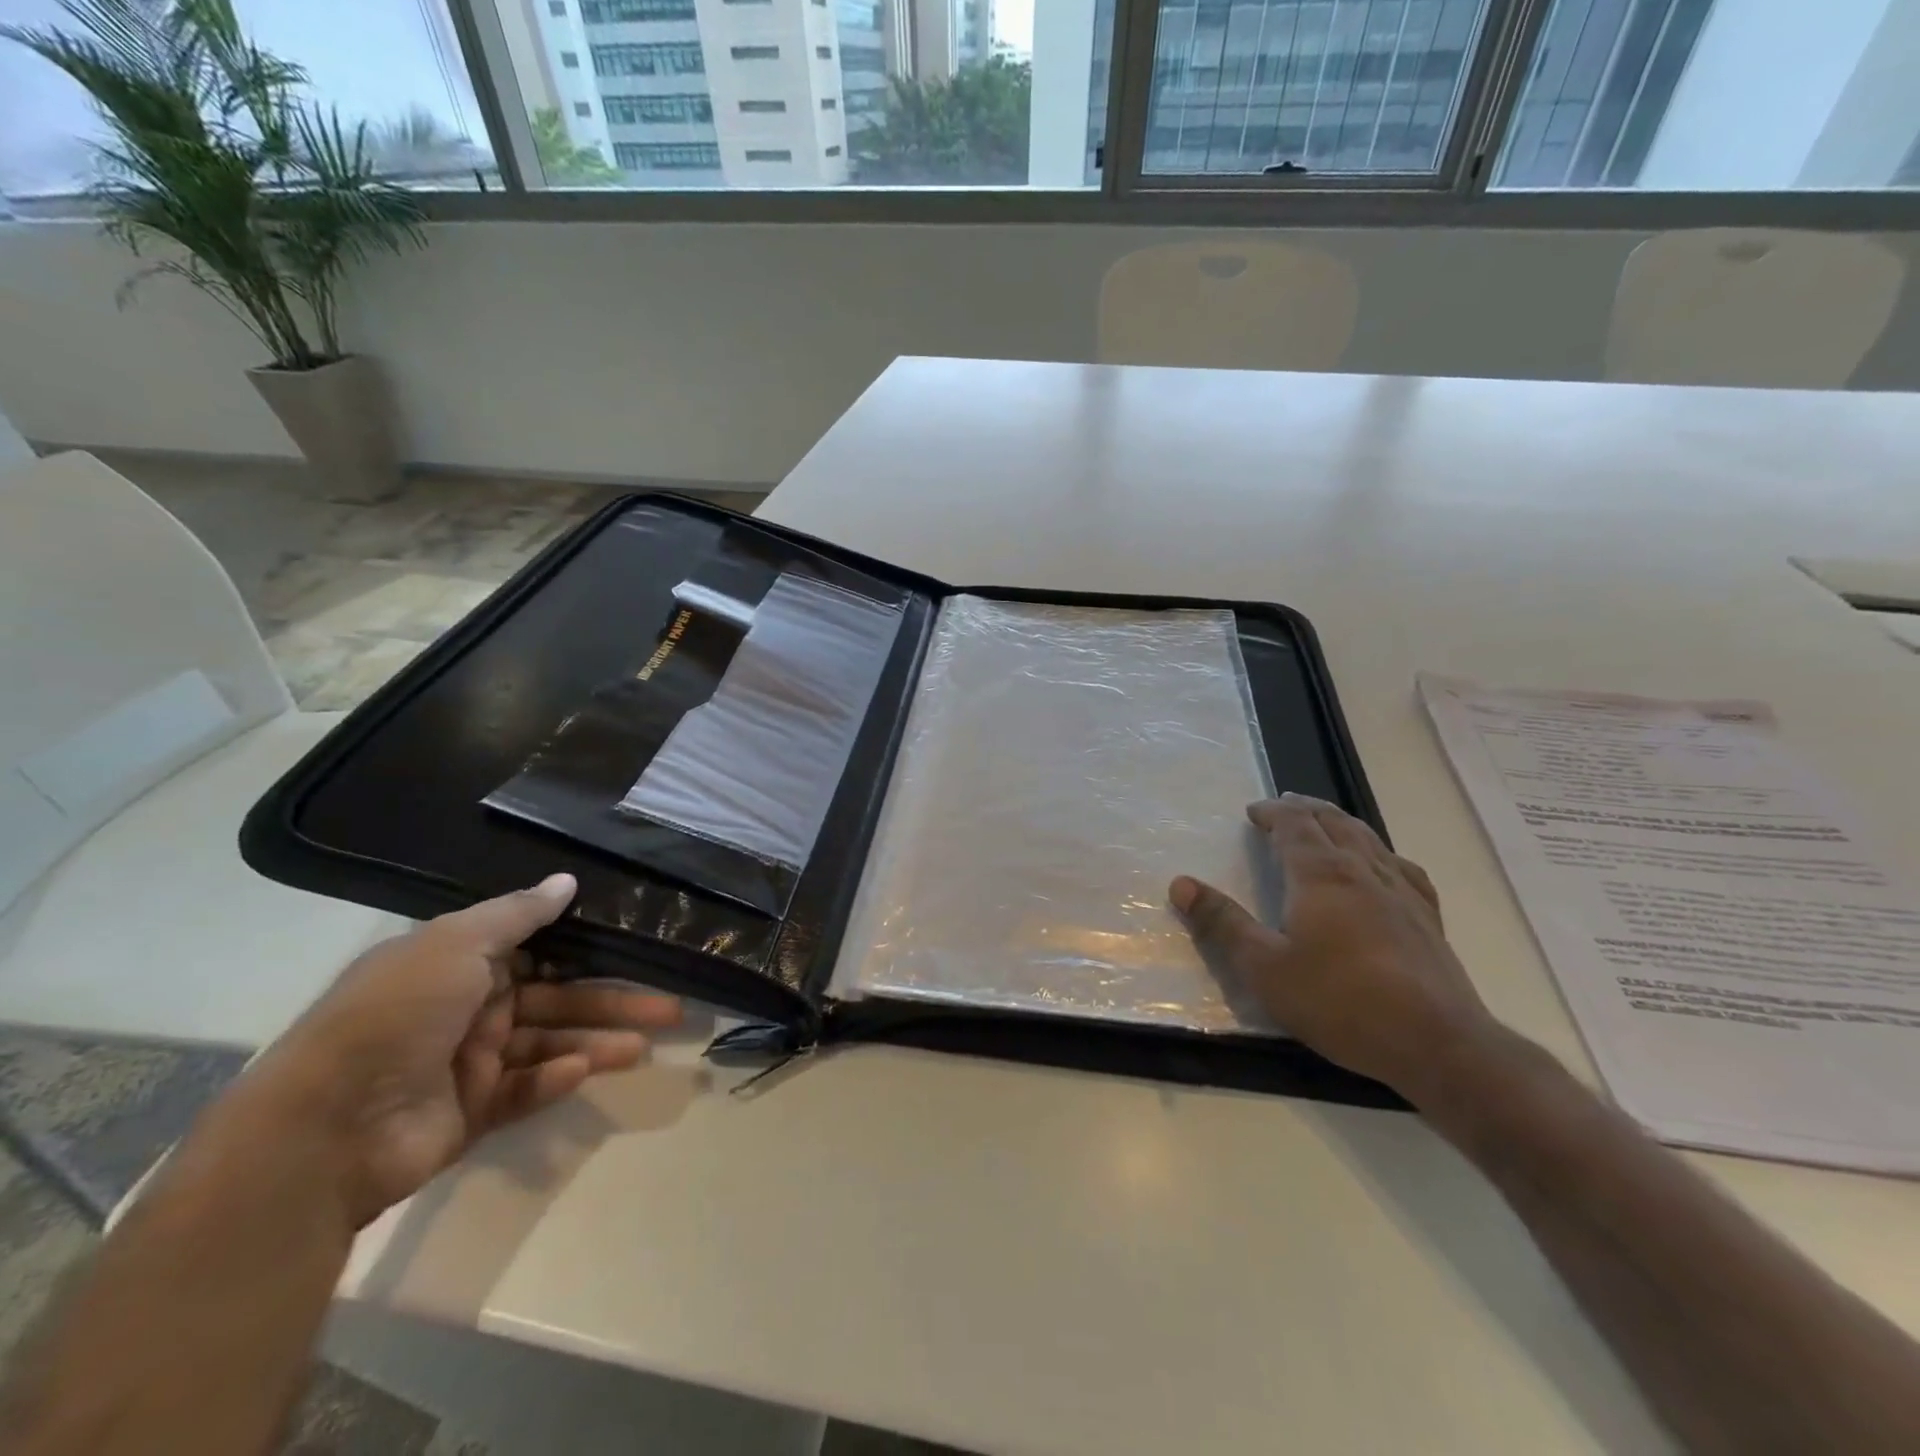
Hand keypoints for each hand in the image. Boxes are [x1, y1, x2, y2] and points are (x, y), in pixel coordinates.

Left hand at [245, 875, 682, 1226]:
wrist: (322, 1129)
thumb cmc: (396, 1015)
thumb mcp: (455, 944)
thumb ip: (518, 913)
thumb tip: (568, 880)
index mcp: (462, 963)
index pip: (541, 949)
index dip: (589, 948)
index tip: (638, 947)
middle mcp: (471, 1007)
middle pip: (559, 998)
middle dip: (614, 1001)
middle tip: (671, 1008)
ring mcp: (471, 1062)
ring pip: (552, 1043)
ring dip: (597, 1042)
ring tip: (644, 1045)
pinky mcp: (472, 1111)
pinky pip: (525, 1089)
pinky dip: (554, 1079)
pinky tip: (579, 1070)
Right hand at [1170, 795, 1495, 1101]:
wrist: (1437, 1044)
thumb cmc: (1340, 1001)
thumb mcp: (1264, 968)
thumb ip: (1222, 923)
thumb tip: (1181, 883)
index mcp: (1321, 875)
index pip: (1295, 825)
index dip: (1273, 812)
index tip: (1253, 811)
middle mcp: (1363, 870)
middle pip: (1333, 822)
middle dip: (1305, 809)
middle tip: (1285, 805)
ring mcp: (1402, 891)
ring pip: (1368, 838)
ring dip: (1341, 822)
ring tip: (1326, 820)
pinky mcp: (1427, 917)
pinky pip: (1400, 866)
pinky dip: (1380, 851)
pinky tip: (1383, 863)